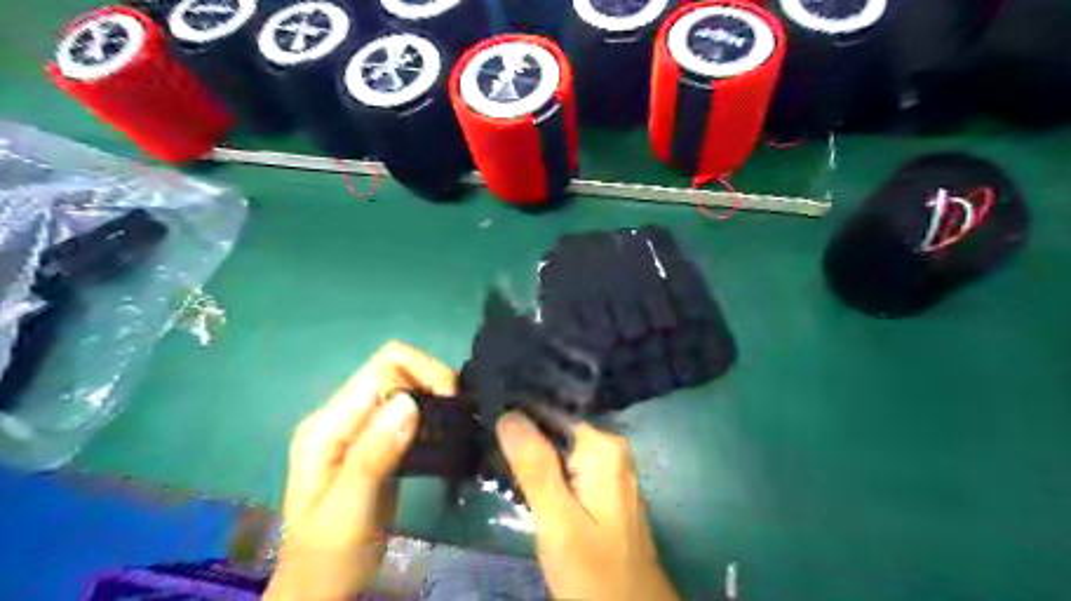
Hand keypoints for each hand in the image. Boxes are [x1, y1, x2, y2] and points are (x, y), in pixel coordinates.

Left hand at [266, 343, 455, 600]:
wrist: (321, 589)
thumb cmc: (329, 556)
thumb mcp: (349, 510)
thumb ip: (374, 455)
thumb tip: (408, 402)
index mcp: (326, 425)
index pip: (379, 372)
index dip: (418, 382)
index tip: (443, 414)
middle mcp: (341, 415)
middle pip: (392, 366)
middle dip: (430, 377)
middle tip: (453, 411)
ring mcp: (359, 426)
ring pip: (403, 382)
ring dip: (432, 392)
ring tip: (451, 423)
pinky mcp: (377, 440)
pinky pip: (407, 407)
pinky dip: (430, 410)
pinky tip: (442, 431)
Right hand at [499, 414, 681, 600]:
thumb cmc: (595, 570)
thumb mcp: (558, 520)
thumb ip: (535, 467)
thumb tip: (508, 414)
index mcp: (602, 447)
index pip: (551, 412)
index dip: (518, 415)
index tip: (485, 419)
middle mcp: (610, 450)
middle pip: (555, 429)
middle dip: (522, 437)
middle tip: (484, 445)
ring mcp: (608, 470)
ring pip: (559, 450)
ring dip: (530, 456)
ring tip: (493, 460)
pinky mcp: (602, 489)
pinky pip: (567, 468)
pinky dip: (544, 472)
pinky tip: (520, 480)